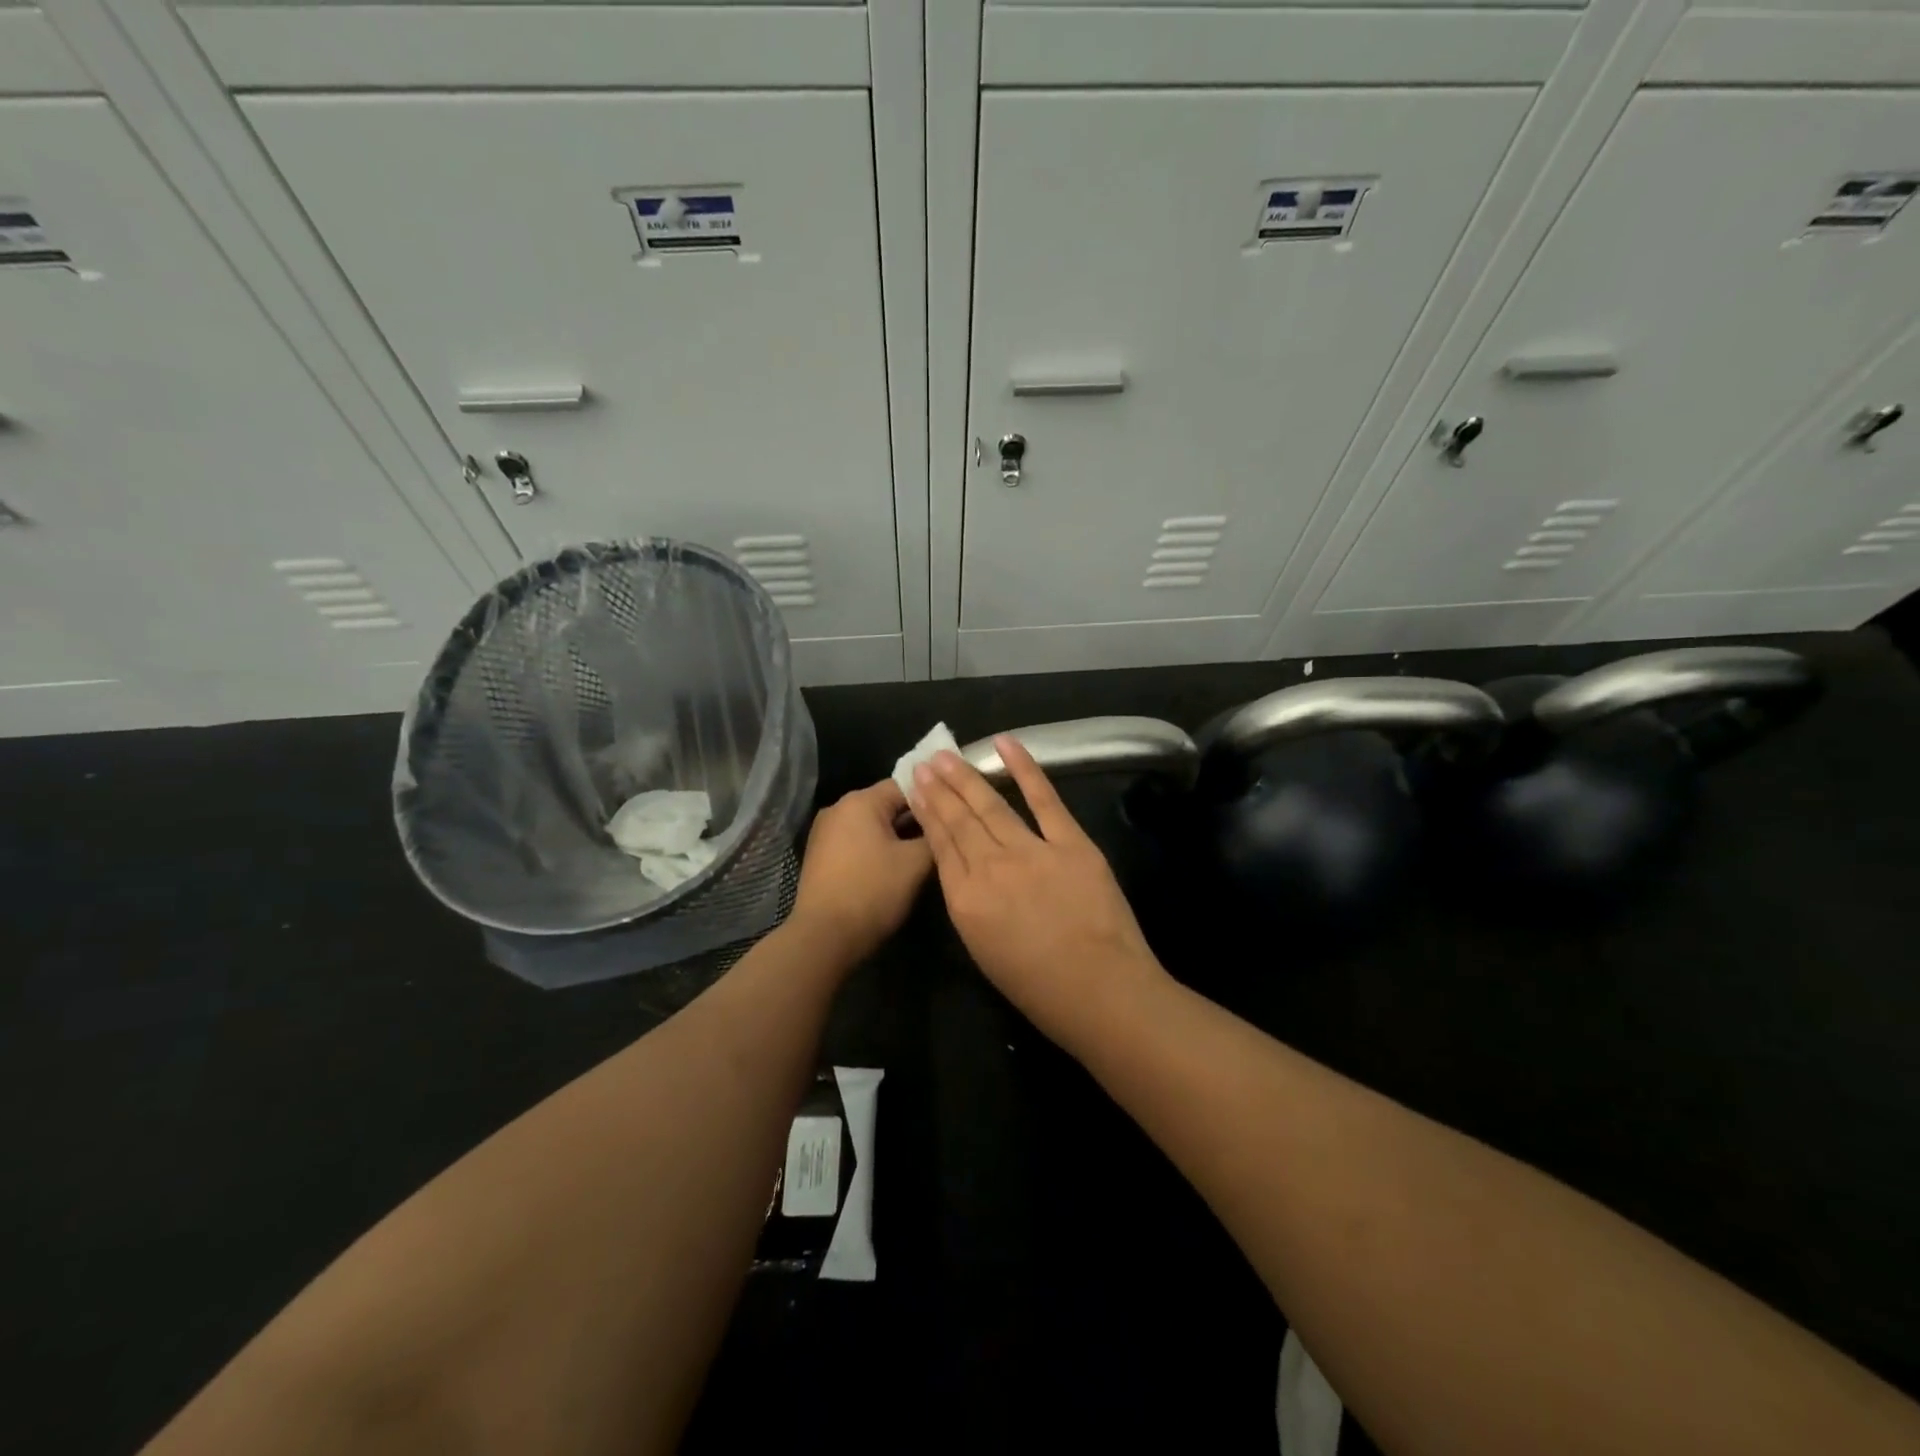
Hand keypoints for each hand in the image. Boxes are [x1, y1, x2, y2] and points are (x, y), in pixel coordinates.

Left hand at [789, 779, 933, 965]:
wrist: (824, 937)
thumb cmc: (872, 891)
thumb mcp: (915, 864)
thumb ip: (934, 836)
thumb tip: (943, 826)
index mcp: (860, 801)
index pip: (905, 785)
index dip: (932, 799)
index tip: (953, 813)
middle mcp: (839, 808)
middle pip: (888, 804)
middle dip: (915, 820)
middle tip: (943, 836)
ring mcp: (825, 832)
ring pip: (873, 825)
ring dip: (897, 837)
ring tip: (924, 854)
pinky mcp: (821, 856)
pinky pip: (858, 842)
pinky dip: (878, 849)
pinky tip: (896, 868)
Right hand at [909, 737, 1168, 1046]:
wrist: (1100, 991)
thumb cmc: (1040, 989)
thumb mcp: (984, 952)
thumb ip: (971, 907)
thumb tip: (966, 873)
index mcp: (965, 901)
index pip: (941, 846)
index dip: (928, 814)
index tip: (917, 789)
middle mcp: (990, 868)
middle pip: (959, 820)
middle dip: (940, 789)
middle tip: (926, 763)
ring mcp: (1031, 851)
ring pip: (991, 806)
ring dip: (967, 777)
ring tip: (948, 756)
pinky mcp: (1070, 843)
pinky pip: (1043, 798)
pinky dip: (1024, 768)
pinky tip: (1005, 744)